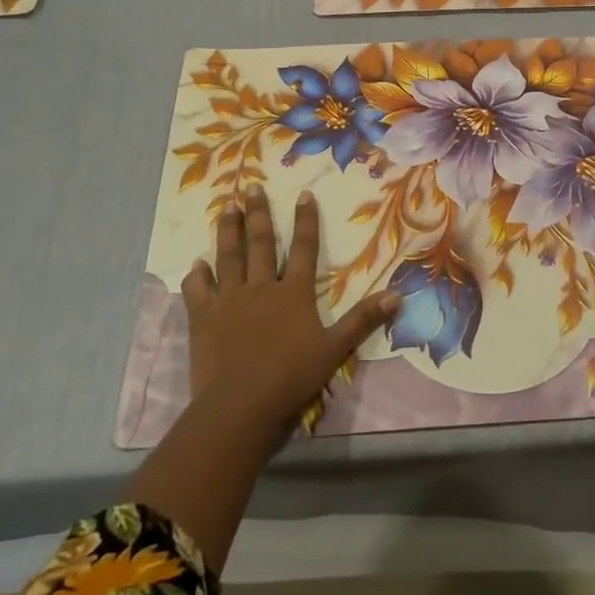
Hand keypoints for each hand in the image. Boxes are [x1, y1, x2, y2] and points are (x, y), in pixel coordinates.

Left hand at [181, 186, 399, 433]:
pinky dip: (197, 275)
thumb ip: (363, 320)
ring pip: (229, 258)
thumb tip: (397, 295)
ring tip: (226, 208)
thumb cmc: (291, 378)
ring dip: (229, 231)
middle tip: (252, 188)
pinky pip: (198, 290)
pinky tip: (196, 264)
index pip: (304, 249)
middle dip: (259, 214)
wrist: (240, 406)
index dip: (305, 221)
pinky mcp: (203, 319)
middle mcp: (261, 288)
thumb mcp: (335, 350)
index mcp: (293, 294)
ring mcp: (229, 301)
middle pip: (261, 244)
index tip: (303, 194)